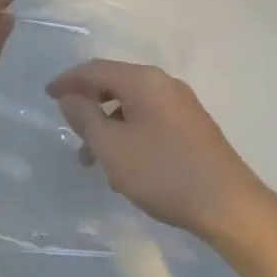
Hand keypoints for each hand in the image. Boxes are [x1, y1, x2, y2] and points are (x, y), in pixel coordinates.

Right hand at [47, 60, 275, 238]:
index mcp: (143, 81)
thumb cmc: (164, 172)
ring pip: (132, 105)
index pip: (95, 69)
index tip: (47, 95)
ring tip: (94, 161)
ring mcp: (182, 105)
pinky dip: (129, 133)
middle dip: (89, 106)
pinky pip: (149, 119)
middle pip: (115, 84)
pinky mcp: (193, 127)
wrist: (230, 206)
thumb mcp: (112, 148)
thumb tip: (70, 97)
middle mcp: (164, 84)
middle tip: (71, 132)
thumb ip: (85, 118)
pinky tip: (125, 167)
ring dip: (108, 126)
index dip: (68, 80)